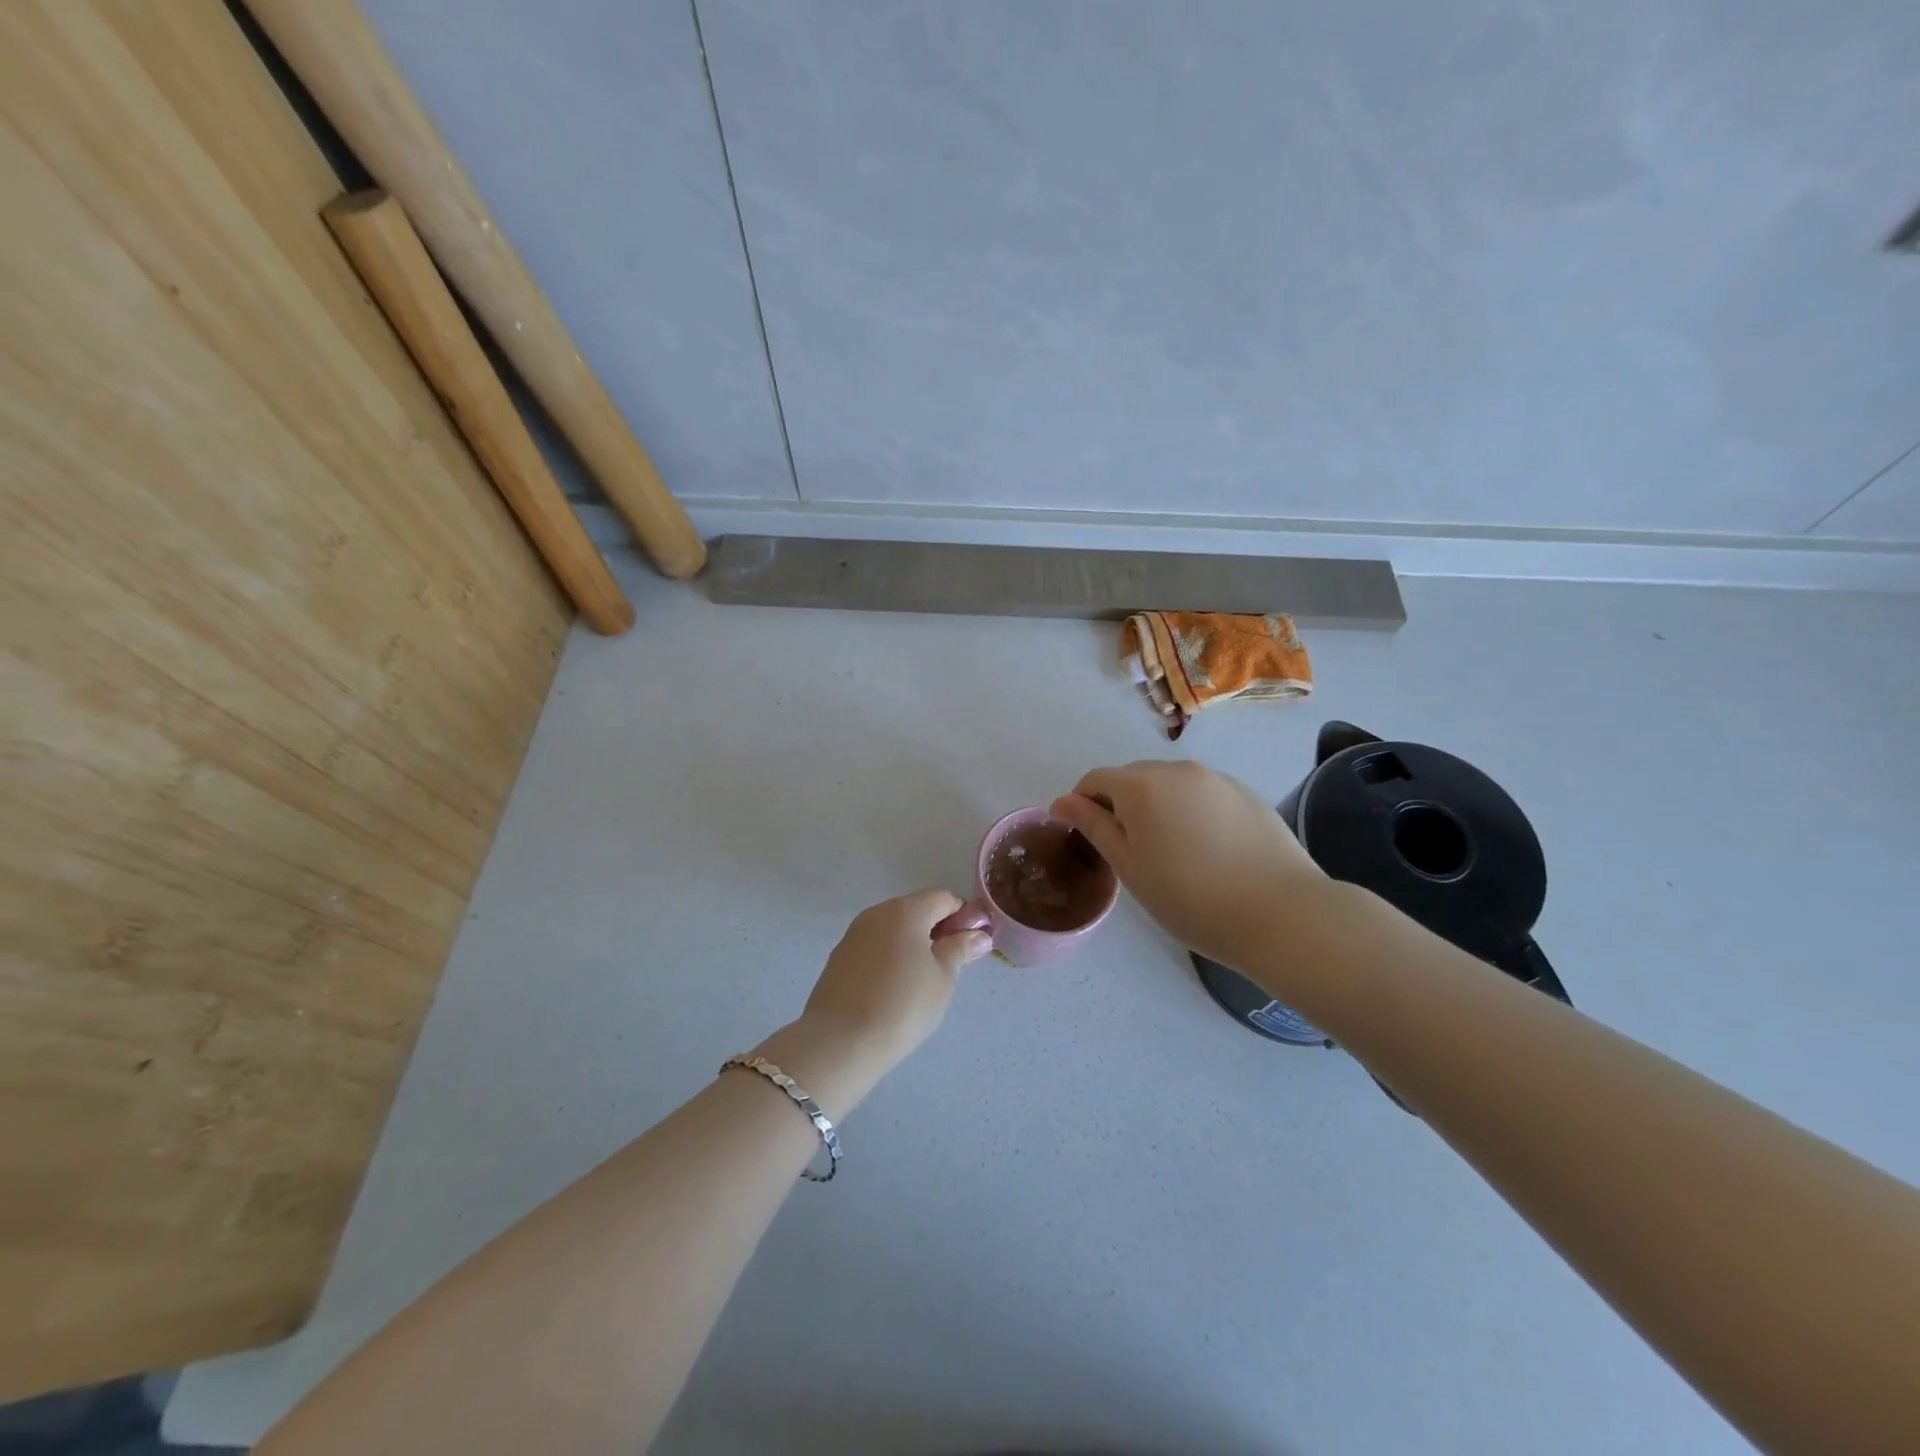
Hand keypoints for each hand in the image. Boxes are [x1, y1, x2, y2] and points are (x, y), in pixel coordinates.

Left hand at [799, 890, 991, 1079]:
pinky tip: (893, 988)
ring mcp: (854, 933)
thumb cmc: (902, 1005)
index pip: (945, 898)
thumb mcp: (943, 978)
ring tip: (922, 981)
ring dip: (913, 943)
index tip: (972, 945)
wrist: (839, 1042)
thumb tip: (979, 934)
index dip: (964, 917)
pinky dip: (890, 956)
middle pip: (917, 909)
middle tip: (951, 966)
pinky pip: (875, 945)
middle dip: (938, 930)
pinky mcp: (840, 956)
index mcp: (906, 910)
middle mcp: (878, 912)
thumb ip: (961, 949)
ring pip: (894, 928)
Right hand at [1051, 760, 1324, 970]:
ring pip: (1170, 786)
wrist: (1281, 914)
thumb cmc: (1191, 898)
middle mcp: (1178, 770)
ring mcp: (1217, 779)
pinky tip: (1208, 851)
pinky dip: (1192, 812)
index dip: (1082, 805)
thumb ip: (1094, 827)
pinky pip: (1203, 795)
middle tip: (1131, 852)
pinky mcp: (1246, 794)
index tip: (1086, 838)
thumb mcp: (1131, 867)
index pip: (1095, 780)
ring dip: (1158, 808)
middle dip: (1121, 806)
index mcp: (1141, 785)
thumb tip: (1062, 801)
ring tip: (1172, 853)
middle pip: (1133, 779)